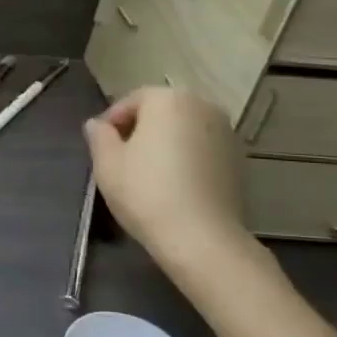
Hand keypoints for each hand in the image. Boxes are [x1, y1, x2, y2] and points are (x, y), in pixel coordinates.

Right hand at [83, 87, 247, 265]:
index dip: (112, 121)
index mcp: (168, 99)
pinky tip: (174, 184)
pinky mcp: (238, 159)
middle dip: (140, 129)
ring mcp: (226, 132)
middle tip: (121, 158)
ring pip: (184, 129)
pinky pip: (202, 148)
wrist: (201, 237)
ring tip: (148, 172)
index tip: (101, 145)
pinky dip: (186, 157)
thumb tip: (97, 124)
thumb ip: (99, 136)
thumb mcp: (107, 163)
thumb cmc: (145, 192)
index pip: (133, 100)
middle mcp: (202, 106)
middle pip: (162, 111)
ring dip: (165, 143)